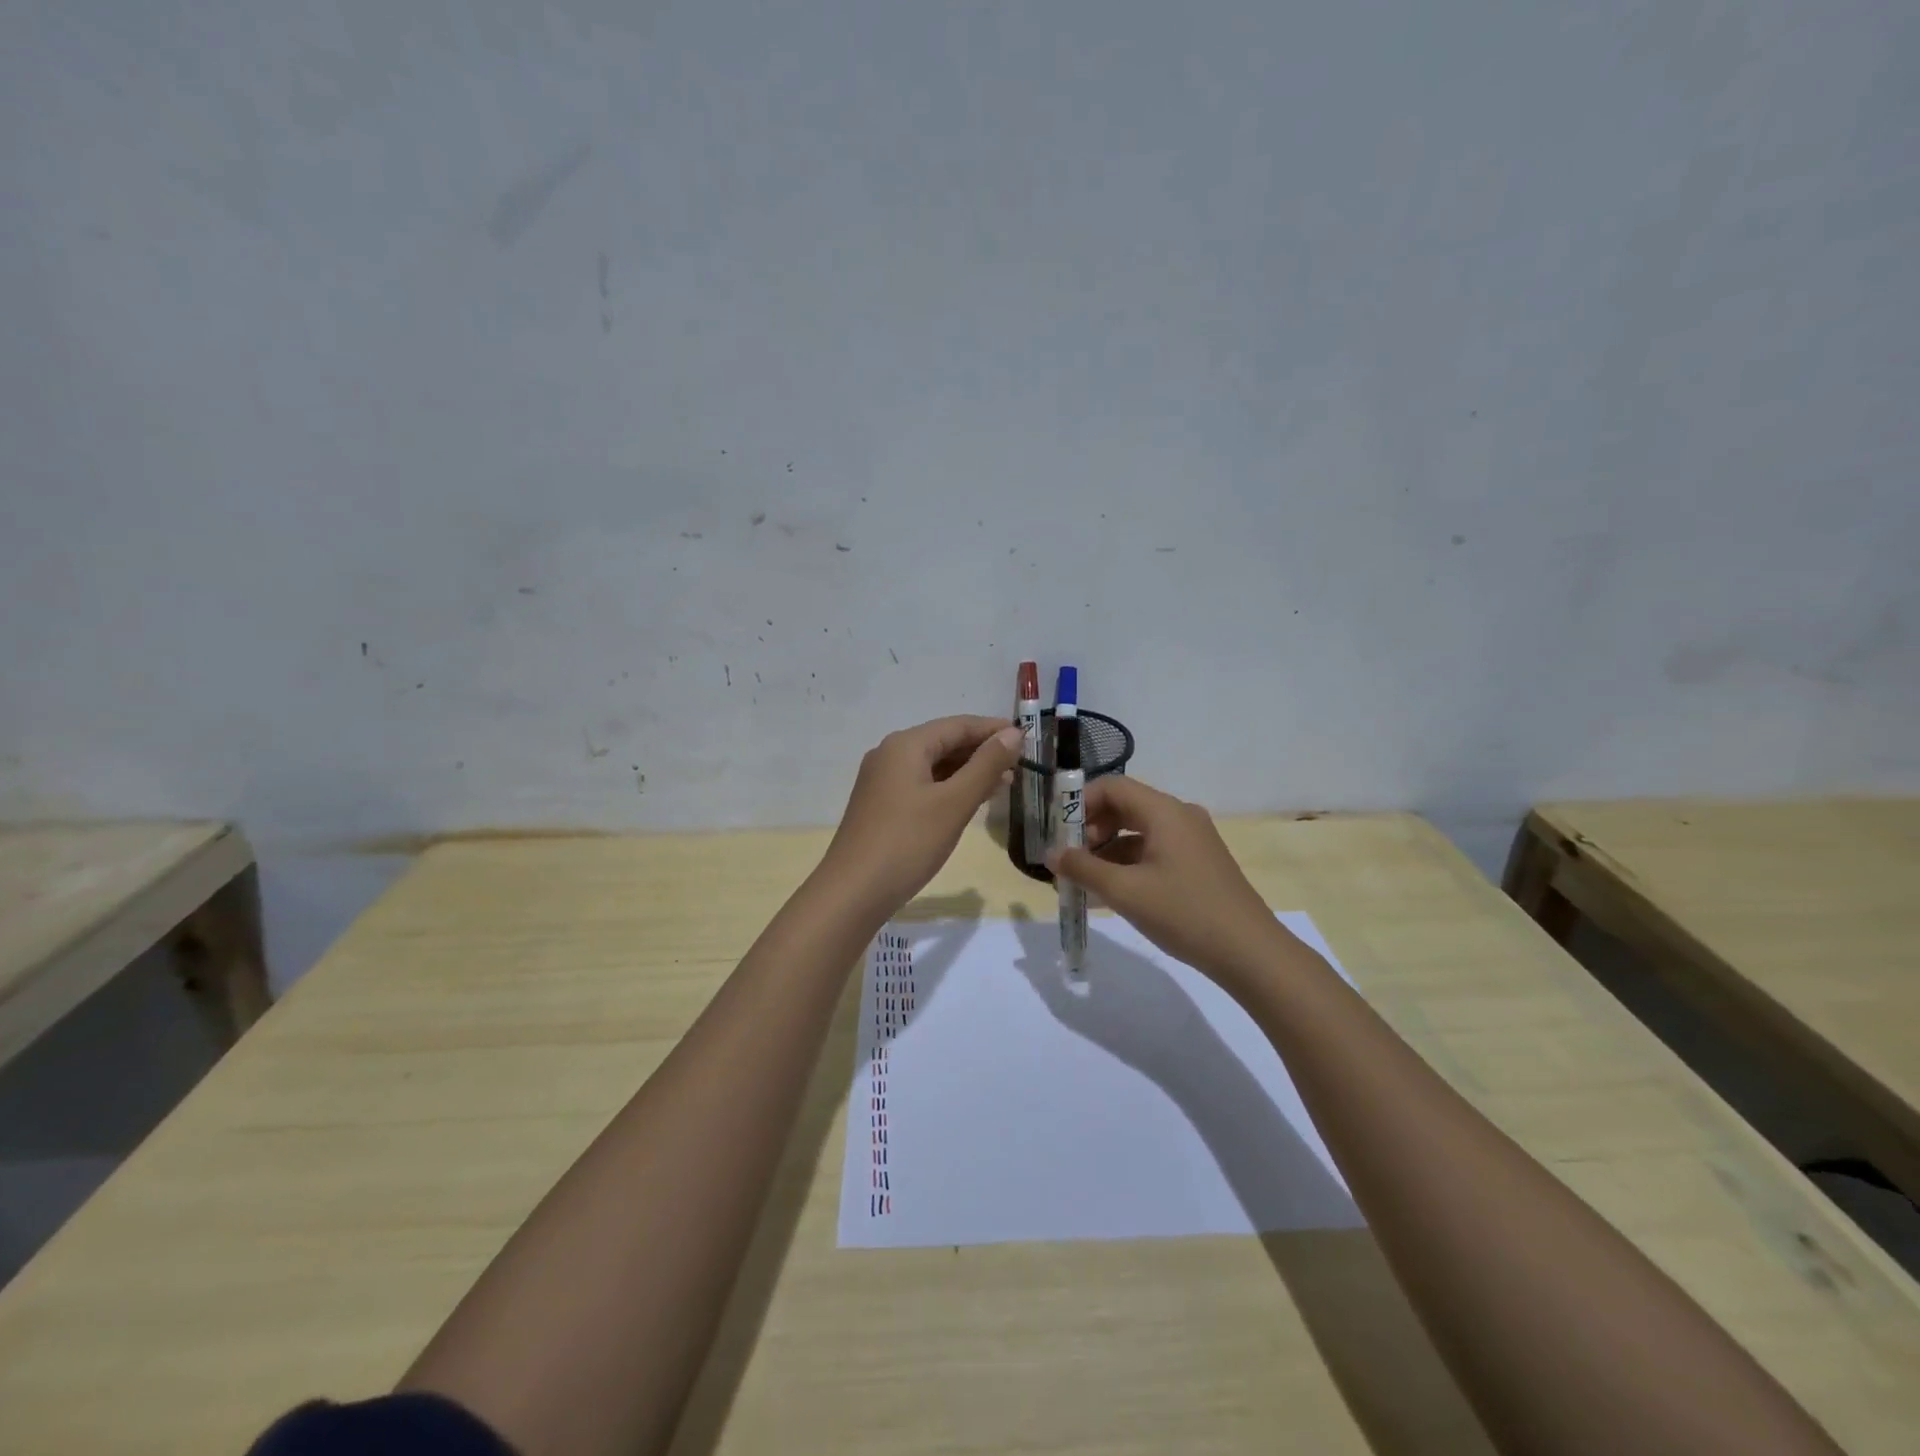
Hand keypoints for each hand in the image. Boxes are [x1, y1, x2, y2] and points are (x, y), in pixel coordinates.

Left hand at [818, 715, 1024, 916]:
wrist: (853, 892)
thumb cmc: (908, 842)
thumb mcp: (954, 803)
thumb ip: (986, 765)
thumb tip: (1012, 733)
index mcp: (906, 745)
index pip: (958, 725)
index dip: (993, 730)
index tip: (1027, 739)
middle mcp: (890, 754)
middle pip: (944, 742)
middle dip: (982, 752)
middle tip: (1020, 766)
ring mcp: (883, 781)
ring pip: (934, 765)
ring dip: (968, 771)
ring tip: (1004, 784)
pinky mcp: (882, 805)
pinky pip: (923, 784)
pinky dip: (950, 788)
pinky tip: (970, 802)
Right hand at [1047, 775, 1289, 985]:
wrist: (1250, 952)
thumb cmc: (1184, 913)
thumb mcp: (1125, 892)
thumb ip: (1083, 869)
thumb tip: (1051, 855)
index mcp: (1164, 811)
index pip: (1112, 786)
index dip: (1079, 803)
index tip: (1057, 832)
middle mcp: (1179, 816)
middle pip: (1124, 807)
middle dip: (1090, 830)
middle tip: (1068, 859)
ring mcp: (1192, 840)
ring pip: (1137, 831)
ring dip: (1106, 850)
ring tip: (1083, 881)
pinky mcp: (1198, 862)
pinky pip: (1153, 850)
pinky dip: (1128, 864)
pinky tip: (1112, 892)